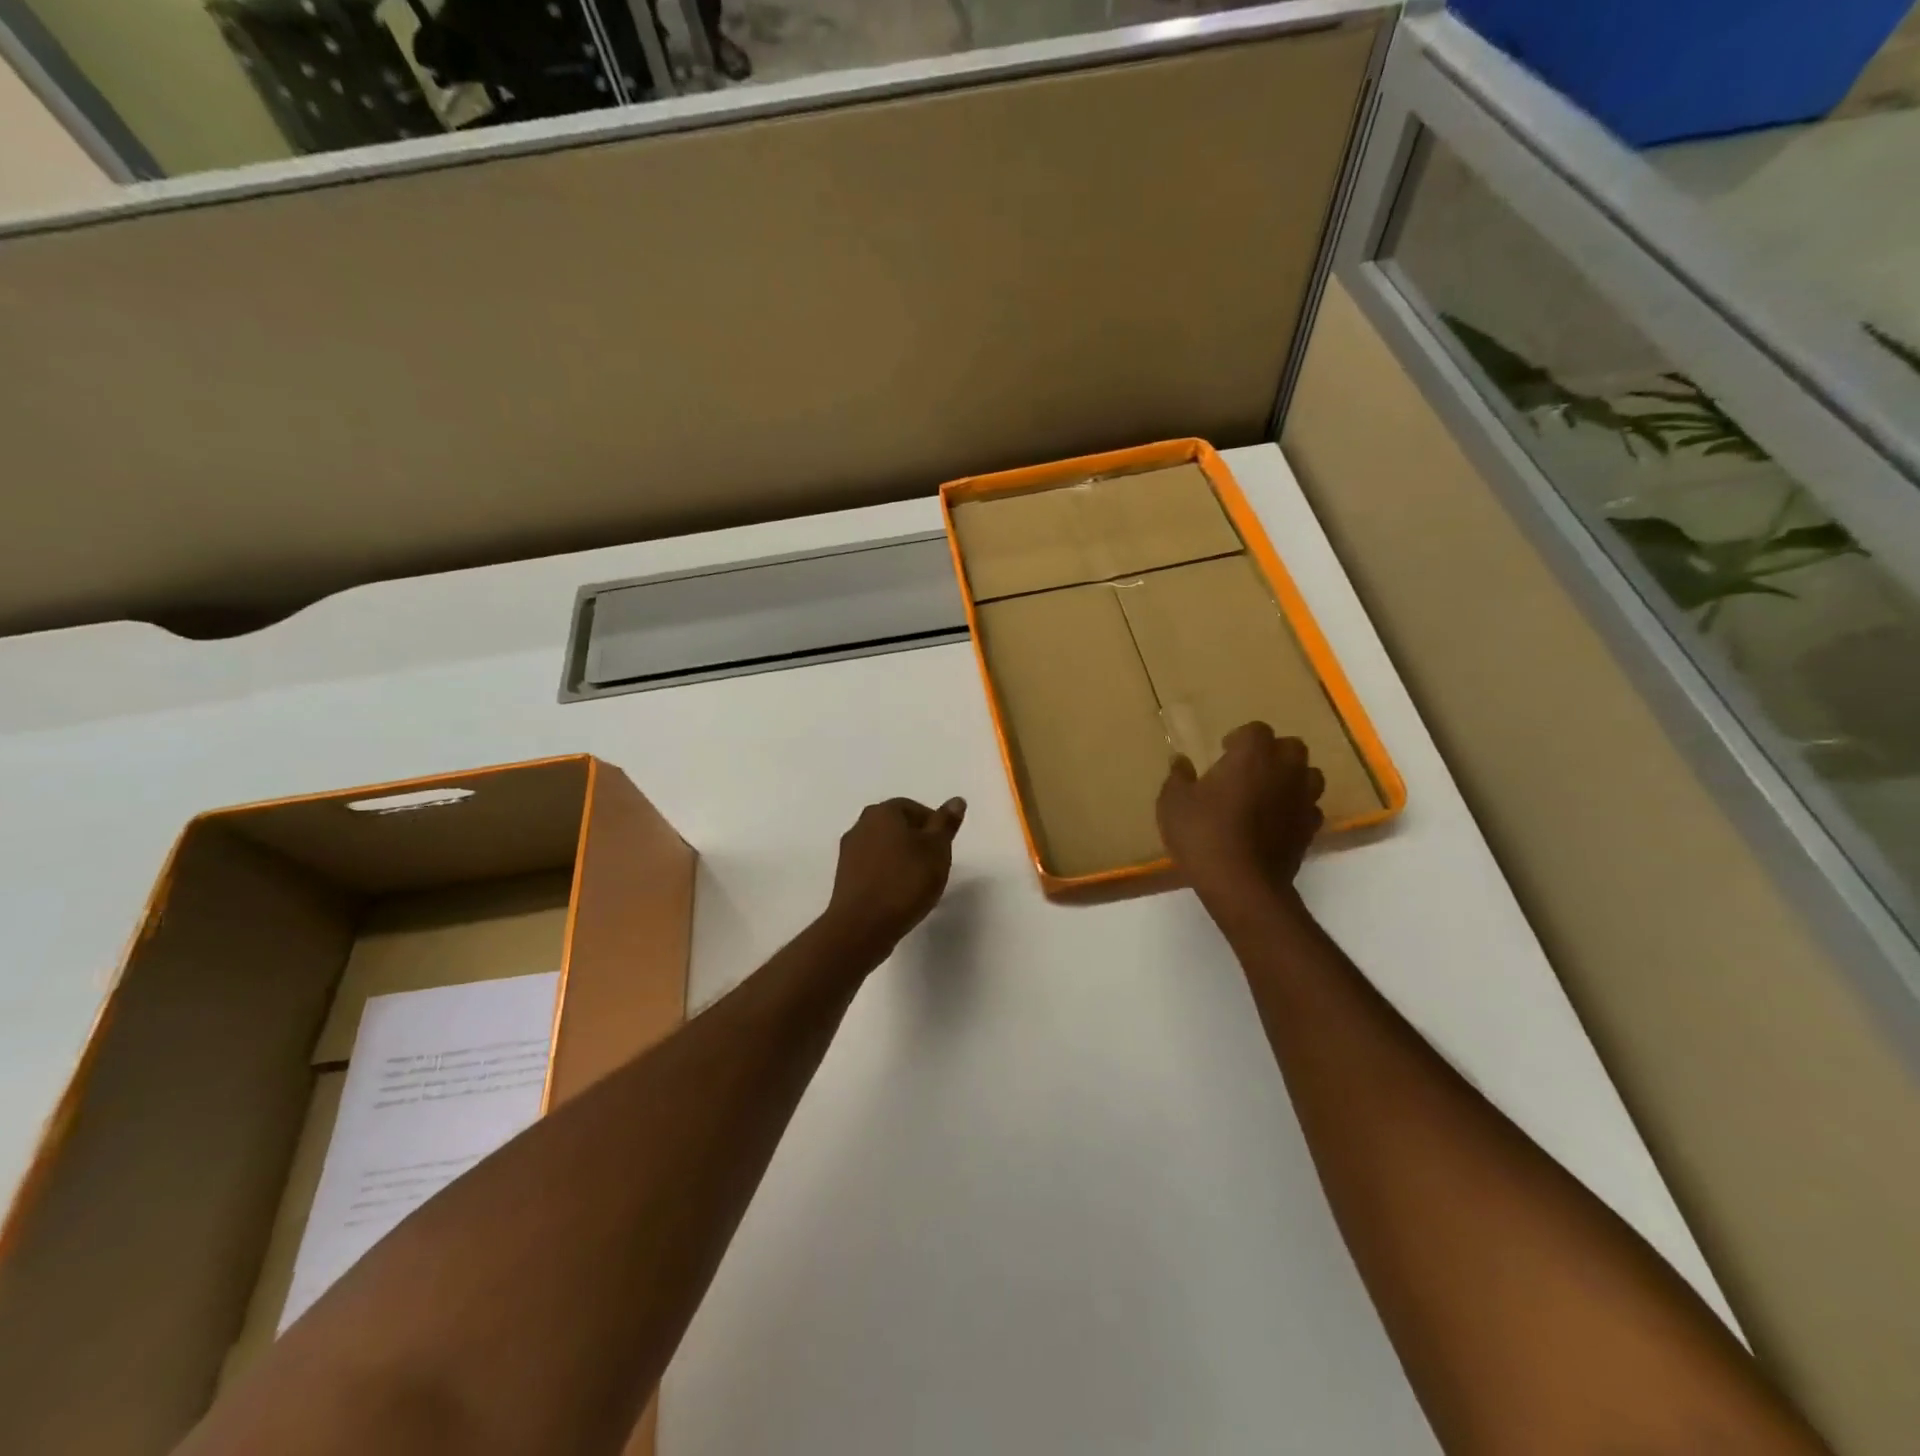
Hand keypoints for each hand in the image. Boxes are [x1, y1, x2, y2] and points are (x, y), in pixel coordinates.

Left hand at [821, 796, 966, 958]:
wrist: (863, 925)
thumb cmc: (905, 881)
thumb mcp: (937, 850)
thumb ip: (946, 824)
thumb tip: (956, 800)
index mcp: (883, 812)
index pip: (913, 808)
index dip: (933, 825)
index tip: (944, 847)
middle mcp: (861, 825)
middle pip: (896, 826)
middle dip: (917, 840)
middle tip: (935, 863)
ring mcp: (849, 852)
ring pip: (883, 847)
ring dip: (901, 858)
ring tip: (918, 881)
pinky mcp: (844, 877)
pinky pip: (873, 866)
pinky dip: (887, 873)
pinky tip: (899, 893)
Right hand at [1156, 722, 1323, 912]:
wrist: (1242, 884)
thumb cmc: (1203, 834)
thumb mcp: (1173, 803)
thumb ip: (1178, 777)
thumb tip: (1181, 761)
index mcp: (1252, 755)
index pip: (1256, 730)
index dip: (1240, 738)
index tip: (1223, 751)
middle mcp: (1284, 770)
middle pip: (1291, 747)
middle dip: (1273, 752)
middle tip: (1248, 769)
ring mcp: (1302, 800)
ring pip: (1309, 775)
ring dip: (1291, 778)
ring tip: (1268, 792)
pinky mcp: (1310, 829)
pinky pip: (1309, 808)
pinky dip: (1296, 809)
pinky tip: (1277, 821)